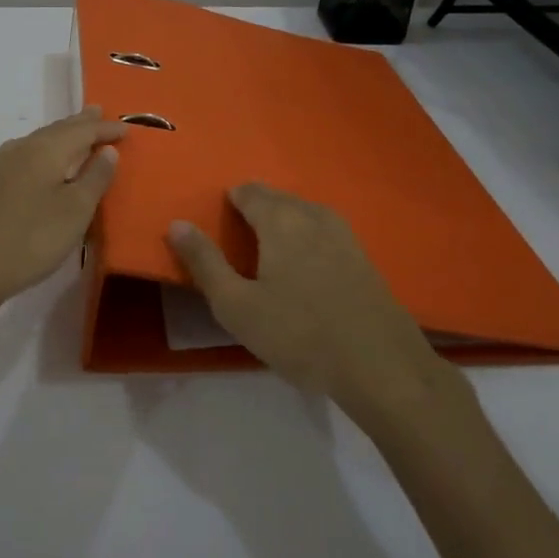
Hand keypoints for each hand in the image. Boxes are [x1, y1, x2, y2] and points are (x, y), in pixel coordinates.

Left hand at [0, 107, 126, 308]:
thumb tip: (107, 150)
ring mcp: (2, 167)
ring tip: (75, 132)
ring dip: (61, 136)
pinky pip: (28, 156)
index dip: (105, 130)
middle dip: (80, 123)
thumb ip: (95, 177)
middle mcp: (22, 149)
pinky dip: (45, 152)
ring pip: (39, 141)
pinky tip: (43, 161)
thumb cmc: (33, 238)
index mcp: (45, 150)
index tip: (126, 129)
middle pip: (57, 130)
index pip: (82, 131)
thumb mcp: (76, 210)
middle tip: (97, 112)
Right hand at [168, 183, 460, 419]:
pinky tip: (306, 266)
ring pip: (305, 212)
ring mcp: (345, 236)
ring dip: (284, 221)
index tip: (219, 222)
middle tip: (238, 237)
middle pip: (279, 198)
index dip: (231, 200)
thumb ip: (204, 262)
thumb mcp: (236, 305)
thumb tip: (177, 224)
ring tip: (268, 250)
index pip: (250, 192)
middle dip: (256, 208)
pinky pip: (325, 231)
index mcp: (281, 221)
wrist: (381, 366)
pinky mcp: (364, 258)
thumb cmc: (299, 334)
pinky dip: (307, 237)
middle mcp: (314, 216)